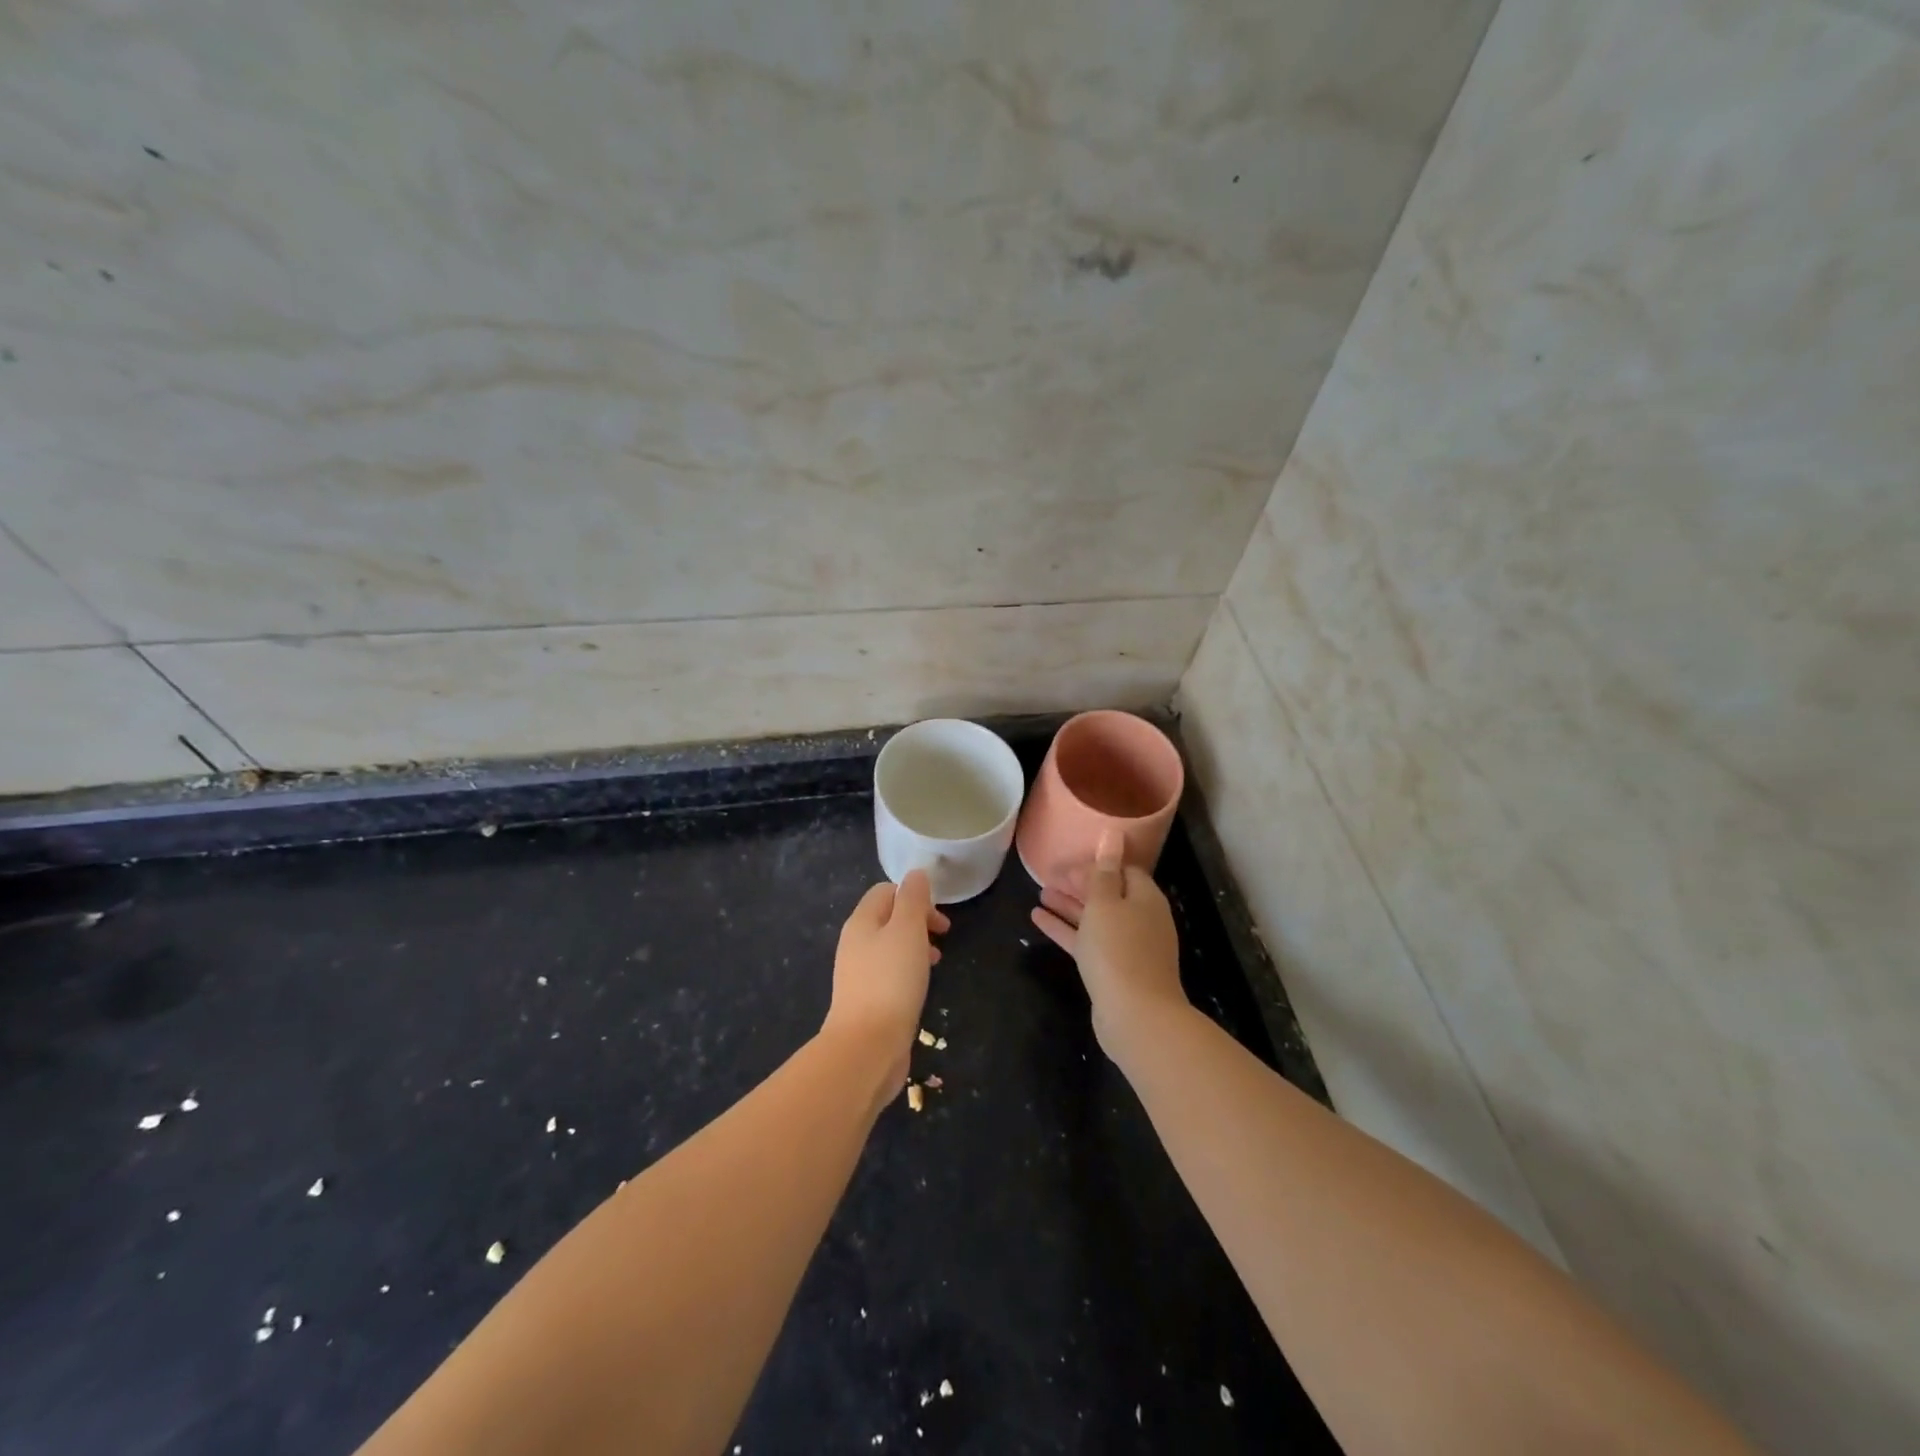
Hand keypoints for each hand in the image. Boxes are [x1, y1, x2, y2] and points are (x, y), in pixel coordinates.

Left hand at [826, 870, 948, 1076]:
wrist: (867, 1046)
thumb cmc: (891, 981)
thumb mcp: (908, 930)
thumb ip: (913, 899)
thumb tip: (916, 875)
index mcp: (861, 922)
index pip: (886, 891)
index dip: (914, 896)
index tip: (939, 916)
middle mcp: (855, 943)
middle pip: (888, 918)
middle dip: (918, 920)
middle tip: (943, 935)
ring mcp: (858, 973)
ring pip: (890, 946)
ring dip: (916, 946)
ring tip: (937, 960)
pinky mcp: (866, 1000)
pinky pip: (890, 973)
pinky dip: (909, 970)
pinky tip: (921, 986)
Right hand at [1031, 831, 1185, 1057]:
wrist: (1136, 1016)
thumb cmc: (1119, 949)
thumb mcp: (1105, 903)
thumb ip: (1104, 869)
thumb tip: (1113, 832)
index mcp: (1145, 897)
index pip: (1122, 869)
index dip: (1095, 862)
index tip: (1067, 859)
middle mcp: (1140, 918)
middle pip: (1108, 893)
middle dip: (1079, 883)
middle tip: (1048, 873)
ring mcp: (1127, 946)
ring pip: (1094, 918)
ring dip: (1068, 905)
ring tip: (1040, 892)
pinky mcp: (1112, 969)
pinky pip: (1086, 941)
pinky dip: (1065, 929)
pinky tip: (1037, 919)